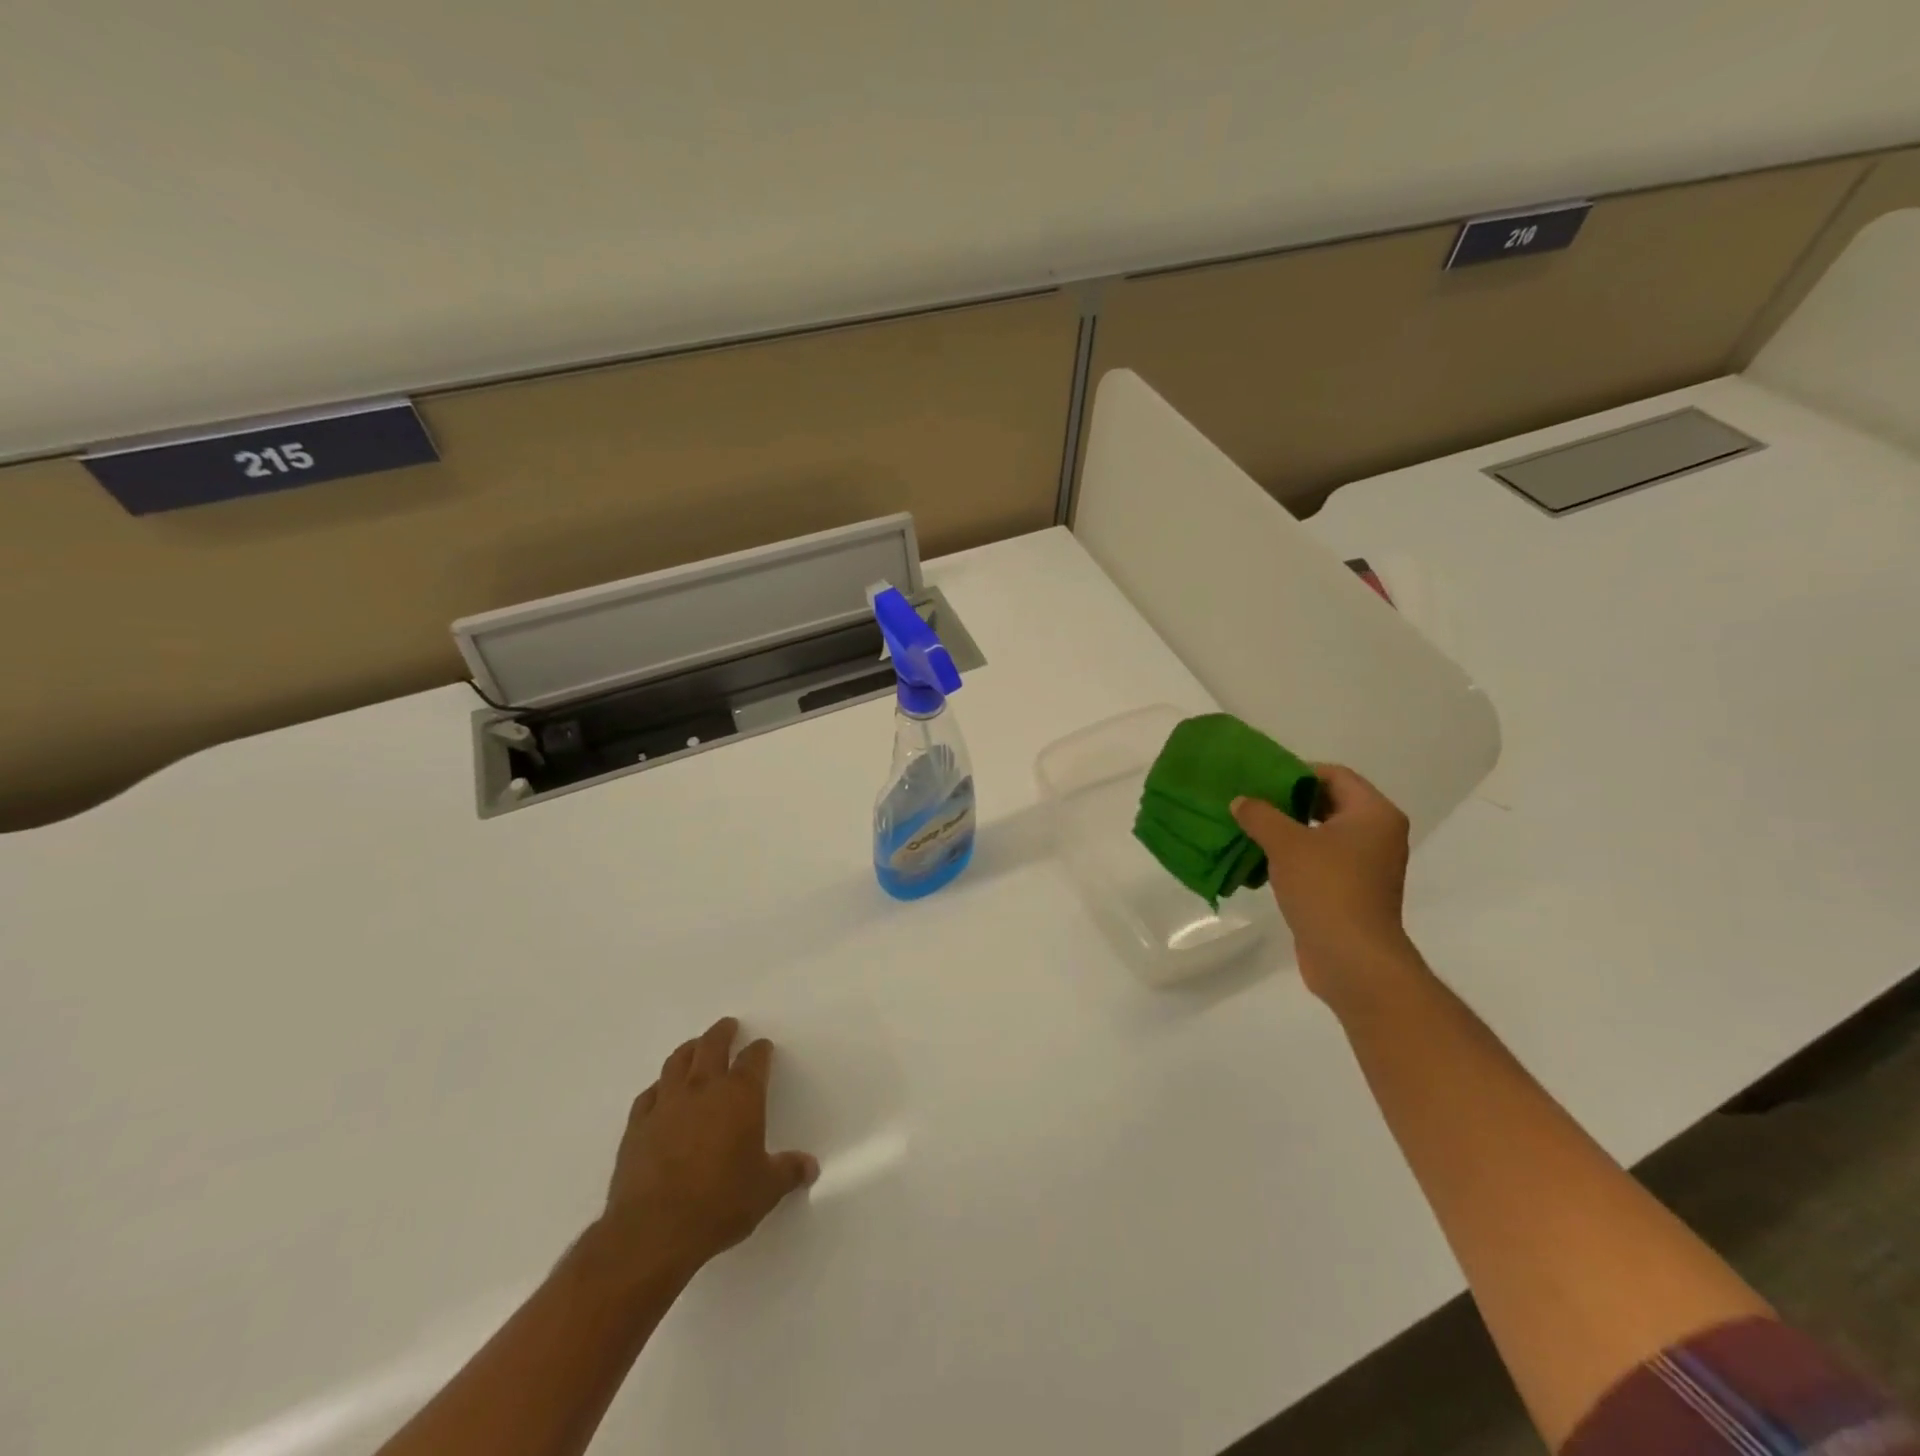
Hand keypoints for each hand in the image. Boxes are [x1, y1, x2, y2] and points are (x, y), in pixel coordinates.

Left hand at [598, 1017, 817, 1280]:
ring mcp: (666, 1104)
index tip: (763, 1047)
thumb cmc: (720, 1204)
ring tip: (694, 1047)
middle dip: (722, 1033)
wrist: (654, 1231)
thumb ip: (787, 1172)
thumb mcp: (765, 1191)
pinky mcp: (637, 1126)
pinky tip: (660, 1092)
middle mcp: (703, 1088)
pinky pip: (649, 1094)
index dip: (760, 1051)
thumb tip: (810, 1167)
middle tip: (728, 1026)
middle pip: (712, 1046)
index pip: (754, 1060)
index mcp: (740, 1096)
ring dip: (688, 1050)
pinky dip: (658, 1087)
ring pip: (677, 1062)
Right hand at [1232, 764, 1420, 1007]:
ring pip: (1321, 834)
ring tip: (1248, 831)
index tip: (1260, 780)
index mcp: (1373, 813)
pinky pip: (1320, 861)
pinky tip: (1260, 864)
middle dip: (1287, 802)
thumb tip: (1241, 801)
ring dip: (1286, 832)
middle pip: (1328, 803)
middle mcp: (1377, 834)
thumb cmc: (1326, 888)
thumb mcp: (1286, 843)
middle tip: (1250, 802)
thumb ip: (1260, 815)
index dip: (1296, 772)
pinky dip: (1293, 858)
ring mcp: (1367, 865)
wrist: (1351, 958)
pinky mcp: (1352, 891)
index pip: (1334, 774)